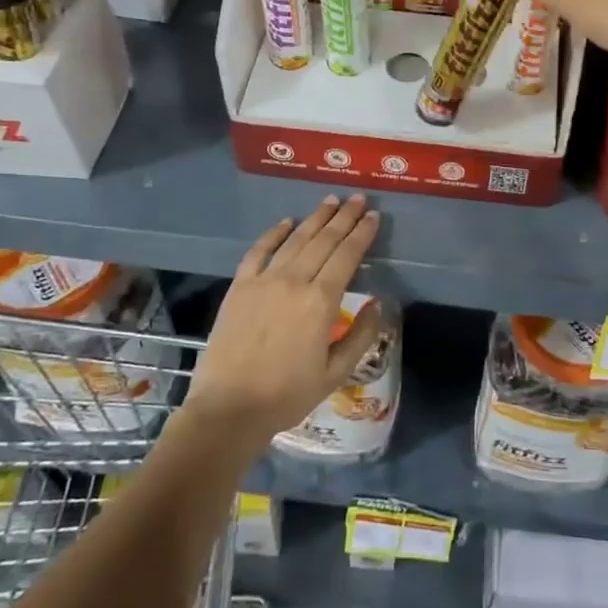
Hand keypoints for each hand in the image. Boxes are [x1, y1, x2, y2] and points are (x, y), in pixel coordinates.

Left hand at [182, 195, 383, 446]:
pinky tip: (287, 222)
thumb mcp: (335, 373)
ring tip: (330, 201)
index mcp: (321, 301)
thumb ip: (361, 336)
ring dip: (315, 218)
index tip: (373, 216)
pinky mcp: (240, 287)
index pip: (347, 255)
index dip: (362, 233)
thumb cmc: (287, 395)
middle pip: (324, 240)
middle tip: (357, 198)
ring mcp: (264, 281)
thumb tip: (378, 304)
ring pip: (295, 239)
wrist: (228, 409)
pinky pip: (258, 251)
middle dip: (343, 217)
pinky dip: (274, 233)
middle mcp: (294, 281)